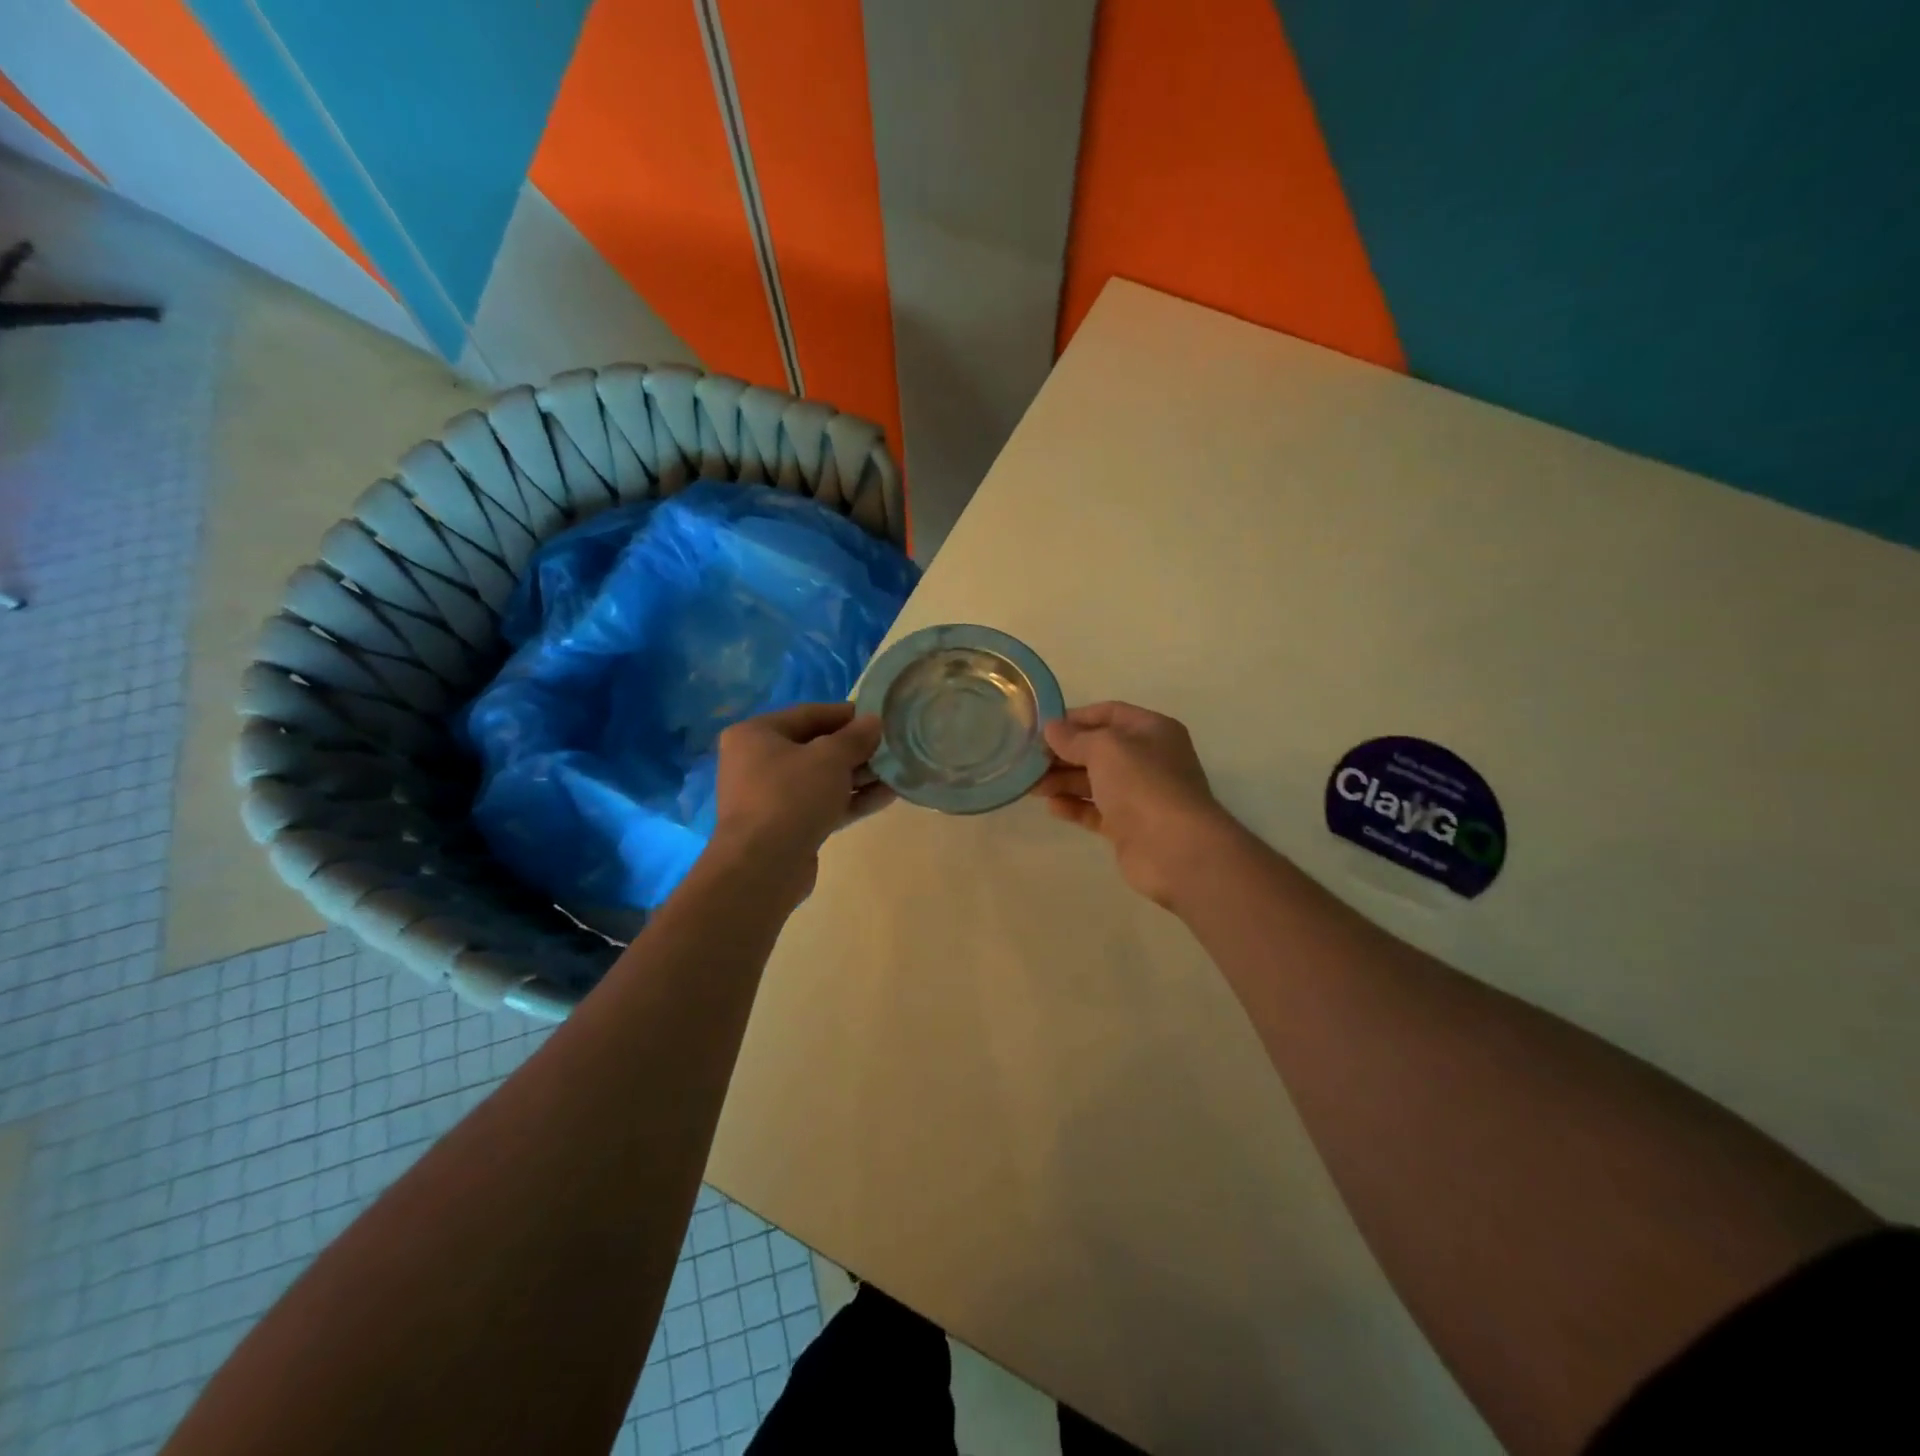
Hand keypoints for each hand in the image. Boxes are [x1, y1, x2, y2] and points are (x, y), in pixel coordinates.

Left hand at [709, 703, 891, 902]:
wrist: (762, 867)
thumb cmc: (790, 796)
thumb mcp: (829, 758)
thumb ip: (855, 737)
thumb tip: (874, 721)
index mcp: (756, 734)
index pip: (809, 714)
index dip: (847, 715)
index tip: (881, 718)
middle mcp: (758, 761)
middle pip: (816, 747)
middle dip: (856, 748)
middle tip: (892, 747)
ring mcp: (771, 797)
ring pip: (822, 779)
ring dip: (859, 776)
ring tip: (898, 771)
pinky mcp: (787, 826)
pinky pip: (823, 804)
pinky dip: (851, 799)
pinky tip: (887, 796)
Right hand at [1030, 701, 1233, 908]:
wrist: (1175, 849)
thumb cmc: (1143, 784)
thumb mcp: (1106, 748)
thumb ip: (1075, 738)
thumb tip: (1052, 729)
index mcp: (1152, 730)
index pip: (1109, 714)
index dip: (1075, 718)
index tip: (1041, 728)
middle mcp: (1148, 759)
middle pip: (1098, 750)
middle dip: (1063, 754)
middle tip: (1028, 760)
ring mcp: (1140, 795)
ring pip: (1094, 781)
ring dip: (1063, 781)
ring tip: (1030, 786)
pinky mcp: (1129, 827)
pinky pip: (1096, 811)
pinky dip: (1074, 807)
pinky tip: (1052, 807)